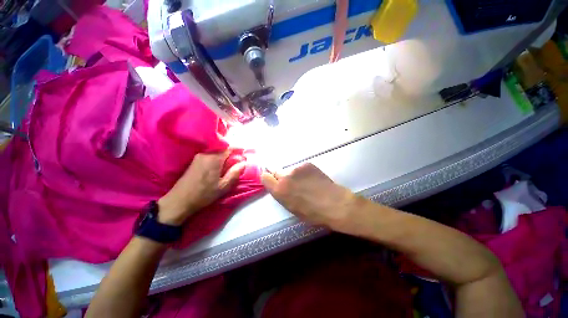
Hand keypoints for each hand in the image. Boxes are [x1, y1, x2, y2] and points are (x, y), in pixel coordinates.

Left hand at [158, 151, 245, 225]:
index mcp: (214, 158)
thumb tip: (244, 163)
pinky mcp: (194, 161)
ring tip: (230, 163)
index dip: (238, 148)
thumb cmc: (204, 194)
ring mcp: (199, 156)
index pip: (229, 147)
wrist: (180, 200)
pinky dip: (217, 157)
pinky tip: (219, 166)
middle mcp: (206, 154)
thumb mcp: (223, 186)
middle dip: (231, 151)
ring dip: (224, 154)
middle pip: (222, 148)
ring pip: (215, 151)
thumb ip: (235, 173)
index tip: (244, 151)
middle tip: (238, 159)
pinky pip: (210, 154)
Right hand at [261, 163, 361, 233]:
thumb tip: (278, 186)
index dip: (269, 179)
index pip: (265, 177)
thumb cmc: (313, 213)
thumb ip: (282, 195)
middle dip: (281, 177)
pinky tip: (313, 179)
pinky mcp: (307, 164)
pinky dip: (304, 172)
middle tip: (291, 183)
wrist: (334, 203)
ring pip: (290, 170)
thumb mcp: (292, 208)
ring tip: (306, 183)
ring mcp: (297, 168)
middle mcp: (285, 176)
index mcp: (279, 190)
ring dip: (294, 175)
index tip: (273, 181)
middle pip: (276, 171)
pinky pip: (301, 168)